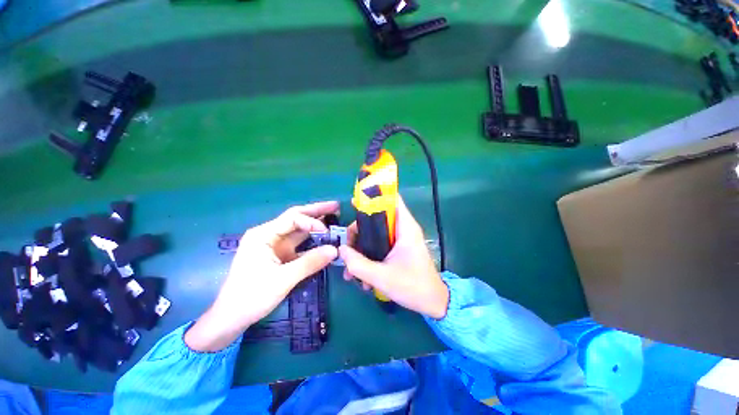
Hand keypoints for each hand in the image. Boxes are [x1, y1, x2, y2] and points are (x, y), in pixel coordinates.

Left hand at [185, 201, 339, 351]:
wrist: (231, 318)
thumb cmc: (251, 296)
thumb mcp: (283, 279)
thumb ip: (310, 262)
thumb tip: (335, 250)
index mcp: (263, 235)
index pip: (292, 219)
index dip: (312, 222)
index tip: (328, 231)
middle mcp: (269, 235)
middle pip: (296, 218)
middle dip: (316, 212)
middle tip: (336, 206)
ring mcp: (275, 245)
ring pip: (299, 230)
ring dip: (316, 224)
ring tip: (334, 216)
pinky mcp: (280, 256)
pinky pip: (300, 244)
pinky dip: (313, 241)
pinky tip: (325, 238)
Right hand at [339, 196, 448, 318]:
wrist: (432, 303)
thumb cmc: (412, 287)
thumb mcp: (381, 277)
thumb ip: (358, 264)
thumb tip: (341, 250)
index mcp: (405, 228)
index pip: (392, 200)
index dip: (374, 197)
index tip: (354, 203)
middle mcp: (403, 230)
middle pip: (377, 219)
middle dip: (359, 232)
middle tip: (347, 248)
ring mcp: (400, 240)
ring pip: (375, 234)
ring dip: (362, 249)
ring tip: (351, 271)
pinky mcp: (398, 250)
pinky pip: (379, 246)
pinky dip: (369, 257)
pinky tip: (362, 277)